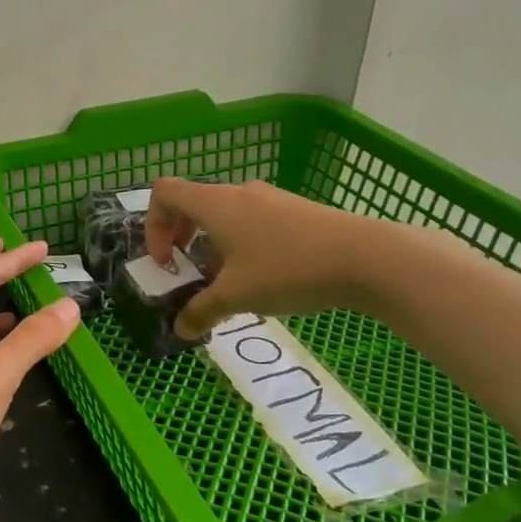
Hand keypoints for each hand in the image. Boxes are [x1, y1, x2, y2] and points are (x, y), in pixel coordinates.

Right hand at [144, 178, 371, 337]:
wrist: (367, 258)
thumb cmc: (287, 269)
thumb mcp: (236, 296)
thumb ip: (201, 311)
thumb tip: (180, 329)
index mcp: (215, 204)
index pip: (164, 192)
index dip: (153, 225)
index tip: (166, 261)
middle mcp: (238, 193)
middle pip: (193, 203)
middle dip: (180, 237)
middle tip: (186, 270)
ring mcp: (270, 199)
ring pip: (225, 215)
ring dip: (213, 245)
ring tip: (227, 282)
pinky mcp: (295, 211)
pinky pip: (252, 221)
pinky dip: (241, 244)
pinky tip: (262, 277)